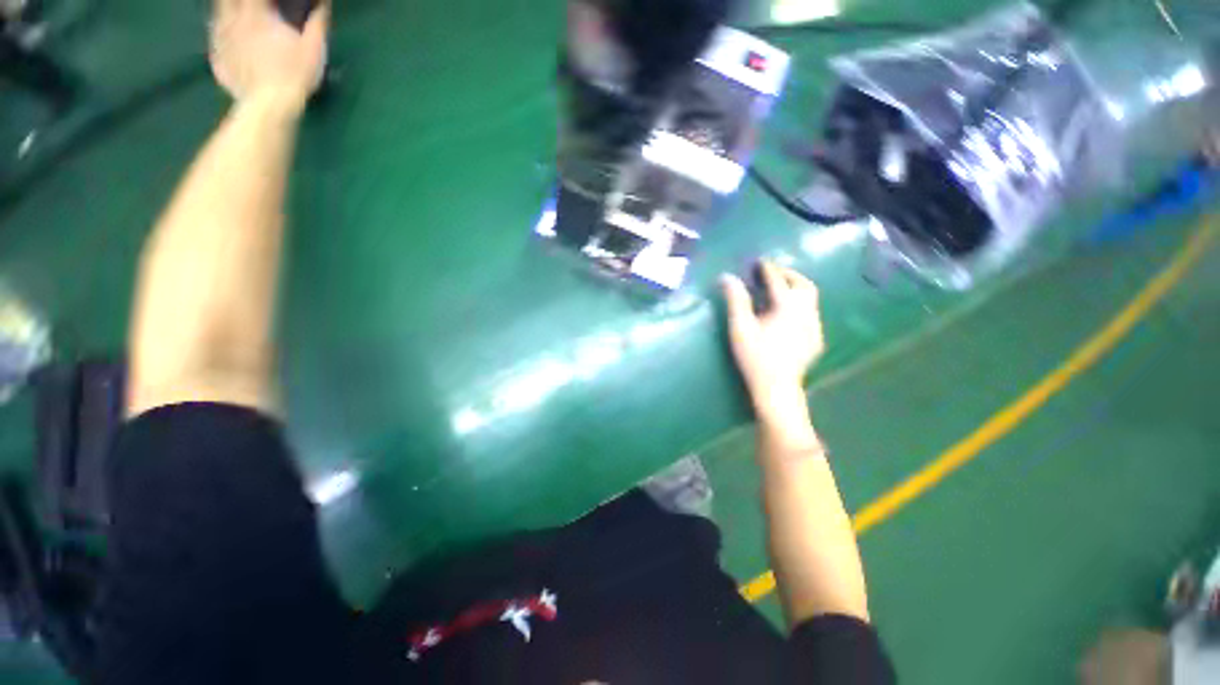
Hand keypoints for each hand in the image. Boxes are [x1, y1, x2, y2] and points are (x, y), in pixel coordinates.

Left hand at [209, 0, 328, 111]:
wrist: (270, 106)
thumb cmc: (294, 75)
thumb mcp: (314, 49)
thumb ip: (317, 23)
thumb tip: (323, 4)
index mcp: (257, 14)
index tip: (273, 5)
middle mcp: (233, 21)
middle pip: (227, 0)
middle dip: (238, 2)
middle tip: (251, 9)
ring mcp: (222, 40)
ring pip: (216, 15)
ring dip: (225, 12)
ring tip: (235, 18)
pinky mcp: (218, 59)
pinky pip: (214, 40)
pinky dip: (220, 36)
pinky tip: (227, 40)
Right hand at [721, 262, 824, 414]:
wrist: (777, 387)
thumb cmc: (755, 356)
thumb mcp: (740, 327)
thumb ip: (736, 300)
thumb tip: (727, 276)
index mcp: (788, 306)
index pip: (777, 280)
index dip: (767, 268)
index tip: (758, 261)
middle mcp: (807, 312)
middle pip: (803, 284)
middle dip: (788, 274)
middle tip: (772, 273)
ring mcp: (814, 326)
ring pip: (811, 298)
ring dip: (796, 288)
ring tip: (780, 290)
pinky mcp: (816, 339)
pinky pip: (811, 313)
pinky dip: (800, 305)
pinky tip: (788, 315)